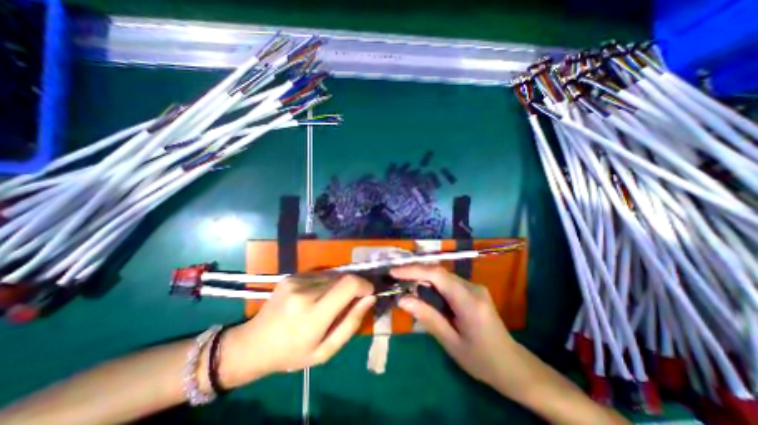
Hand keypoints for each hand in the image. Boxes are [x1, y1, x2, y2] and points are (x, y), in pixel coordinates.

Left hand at [217, 274, 373, 385]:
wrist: (253, 344)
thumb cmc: (291, 353)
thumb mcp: (325, 350)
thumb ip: (351, 323)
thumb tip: (370, 298)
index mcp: (313, 315)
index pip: (348, 285)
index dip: (364, 284)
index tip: (369, 292)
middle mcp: (305, 291)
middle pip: (342, 278)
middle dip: (352, 288)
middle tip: (348, 303)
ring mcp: (296, 281)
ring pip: (332, 275)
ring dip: (338, 285)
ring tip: (329, 302)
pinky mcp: (292, 275)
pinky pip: (320, 274)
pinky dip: (326, 283)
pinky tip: (316, 297)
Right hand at [391, 266, 528, 397]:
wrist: (514, 366)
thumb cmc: (482, 360)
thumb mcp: (451, 343)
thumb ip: (427, 318)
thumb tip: (403, 299)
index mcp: (468, 301)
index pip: (437, 275)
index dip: (413, 270)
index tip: (393, 271)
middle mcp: (472, 287)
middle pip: (439, 272)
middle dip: (415, 272)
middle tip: (395, 277)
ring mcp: (474, 287)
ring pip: (443, 275)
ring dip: (423, 277)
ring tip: (404, 283)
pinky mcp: (473, 290)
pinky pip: (448, 282)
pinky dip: (432, 283)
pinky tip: (423, 291)